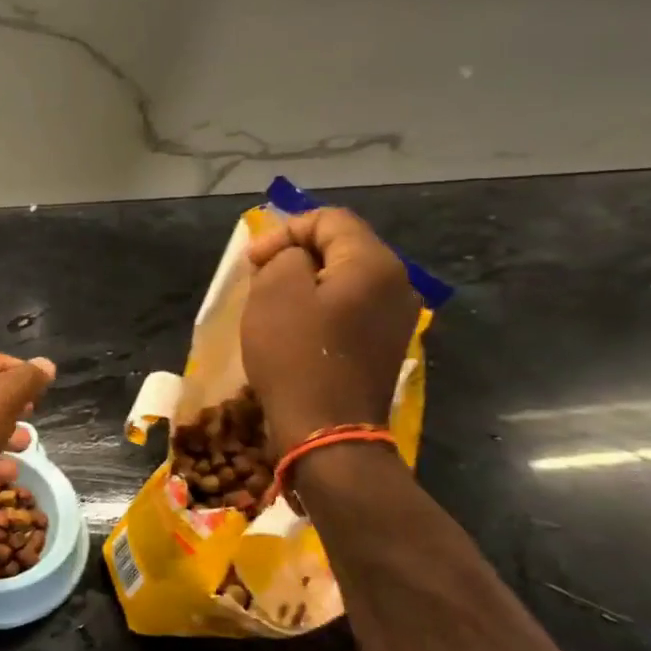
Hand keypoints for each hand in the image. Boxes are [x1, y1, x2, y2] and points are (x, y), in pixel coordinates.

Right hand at [241, 208, 419, 458]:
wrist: (327, 431)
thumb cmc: (296, 356)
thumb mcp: (275, 292)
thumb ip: (284, 256)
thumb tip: (294, 259)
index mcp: (374, 263)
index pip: (330, 219)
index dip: (286, 230)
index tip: (254, 261)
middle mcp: (397, 284)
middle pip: (342, 246)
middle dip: (296, 255)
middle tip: (259, 277)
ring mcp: (396, 317)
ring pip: (345, 279)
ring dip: (306, 282)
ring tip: (272, 302)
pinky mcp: (384, 344)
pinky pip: (350, 308)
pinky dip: (321, 307)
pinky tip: (295, 328)